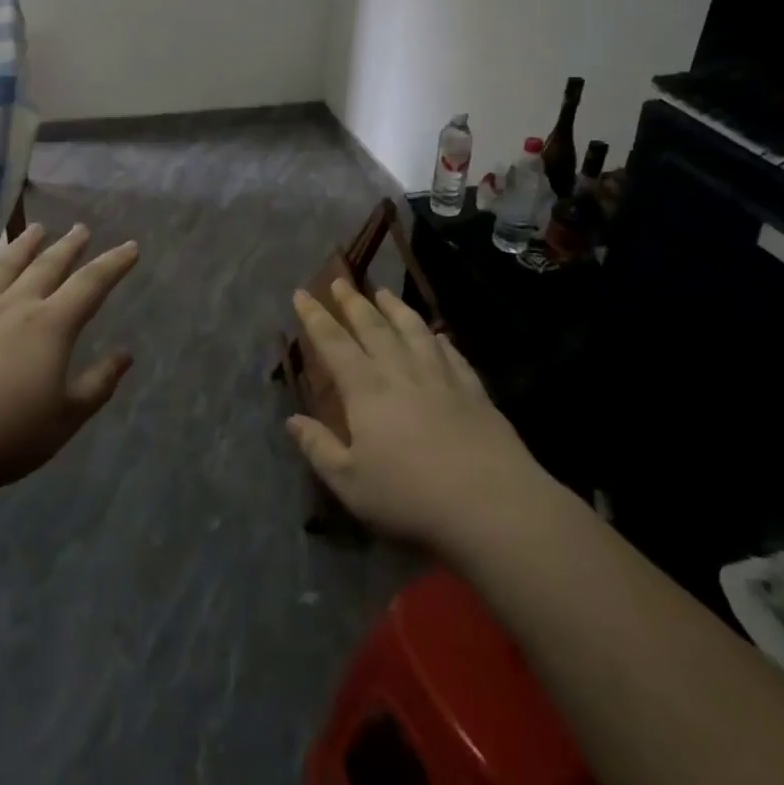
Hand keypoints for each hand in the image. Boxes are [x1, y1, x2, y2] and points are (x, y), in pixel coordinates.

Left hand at [0, 223, 139, 494]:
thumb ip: (97, 385)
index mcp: (51, 327)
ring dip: (23, 245)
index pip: (91, 285)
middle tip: (81, 228)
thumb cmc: (3, 435)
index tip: (131, 246)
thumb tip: (125, 355)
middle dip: (68, 246)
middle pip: (47, 266)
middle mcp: (15, 307)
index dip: (114, 264)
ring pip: (4, 266)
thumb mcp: (64, 420)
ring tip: (36, 228)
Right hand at [287, 279, 543, 552]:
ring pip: (413, 330)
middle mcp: (401, 372)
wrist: (491, 503)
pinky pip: (451, 353)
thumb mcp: (351, 483)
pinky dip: (438, 339)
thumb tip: (292, 420)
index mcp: (366, 390)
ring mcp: (440, 377)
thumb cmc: (410, 496)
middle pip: (373, 327)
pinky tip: (437, 335)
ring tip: (383, 292)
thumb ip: (319, 448)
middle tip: (340, 280)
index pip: (334, 343)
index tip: (302, 293)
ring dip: (395, 308)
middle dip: (353, 302)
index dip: (315, 317)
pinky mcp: (473, 390)